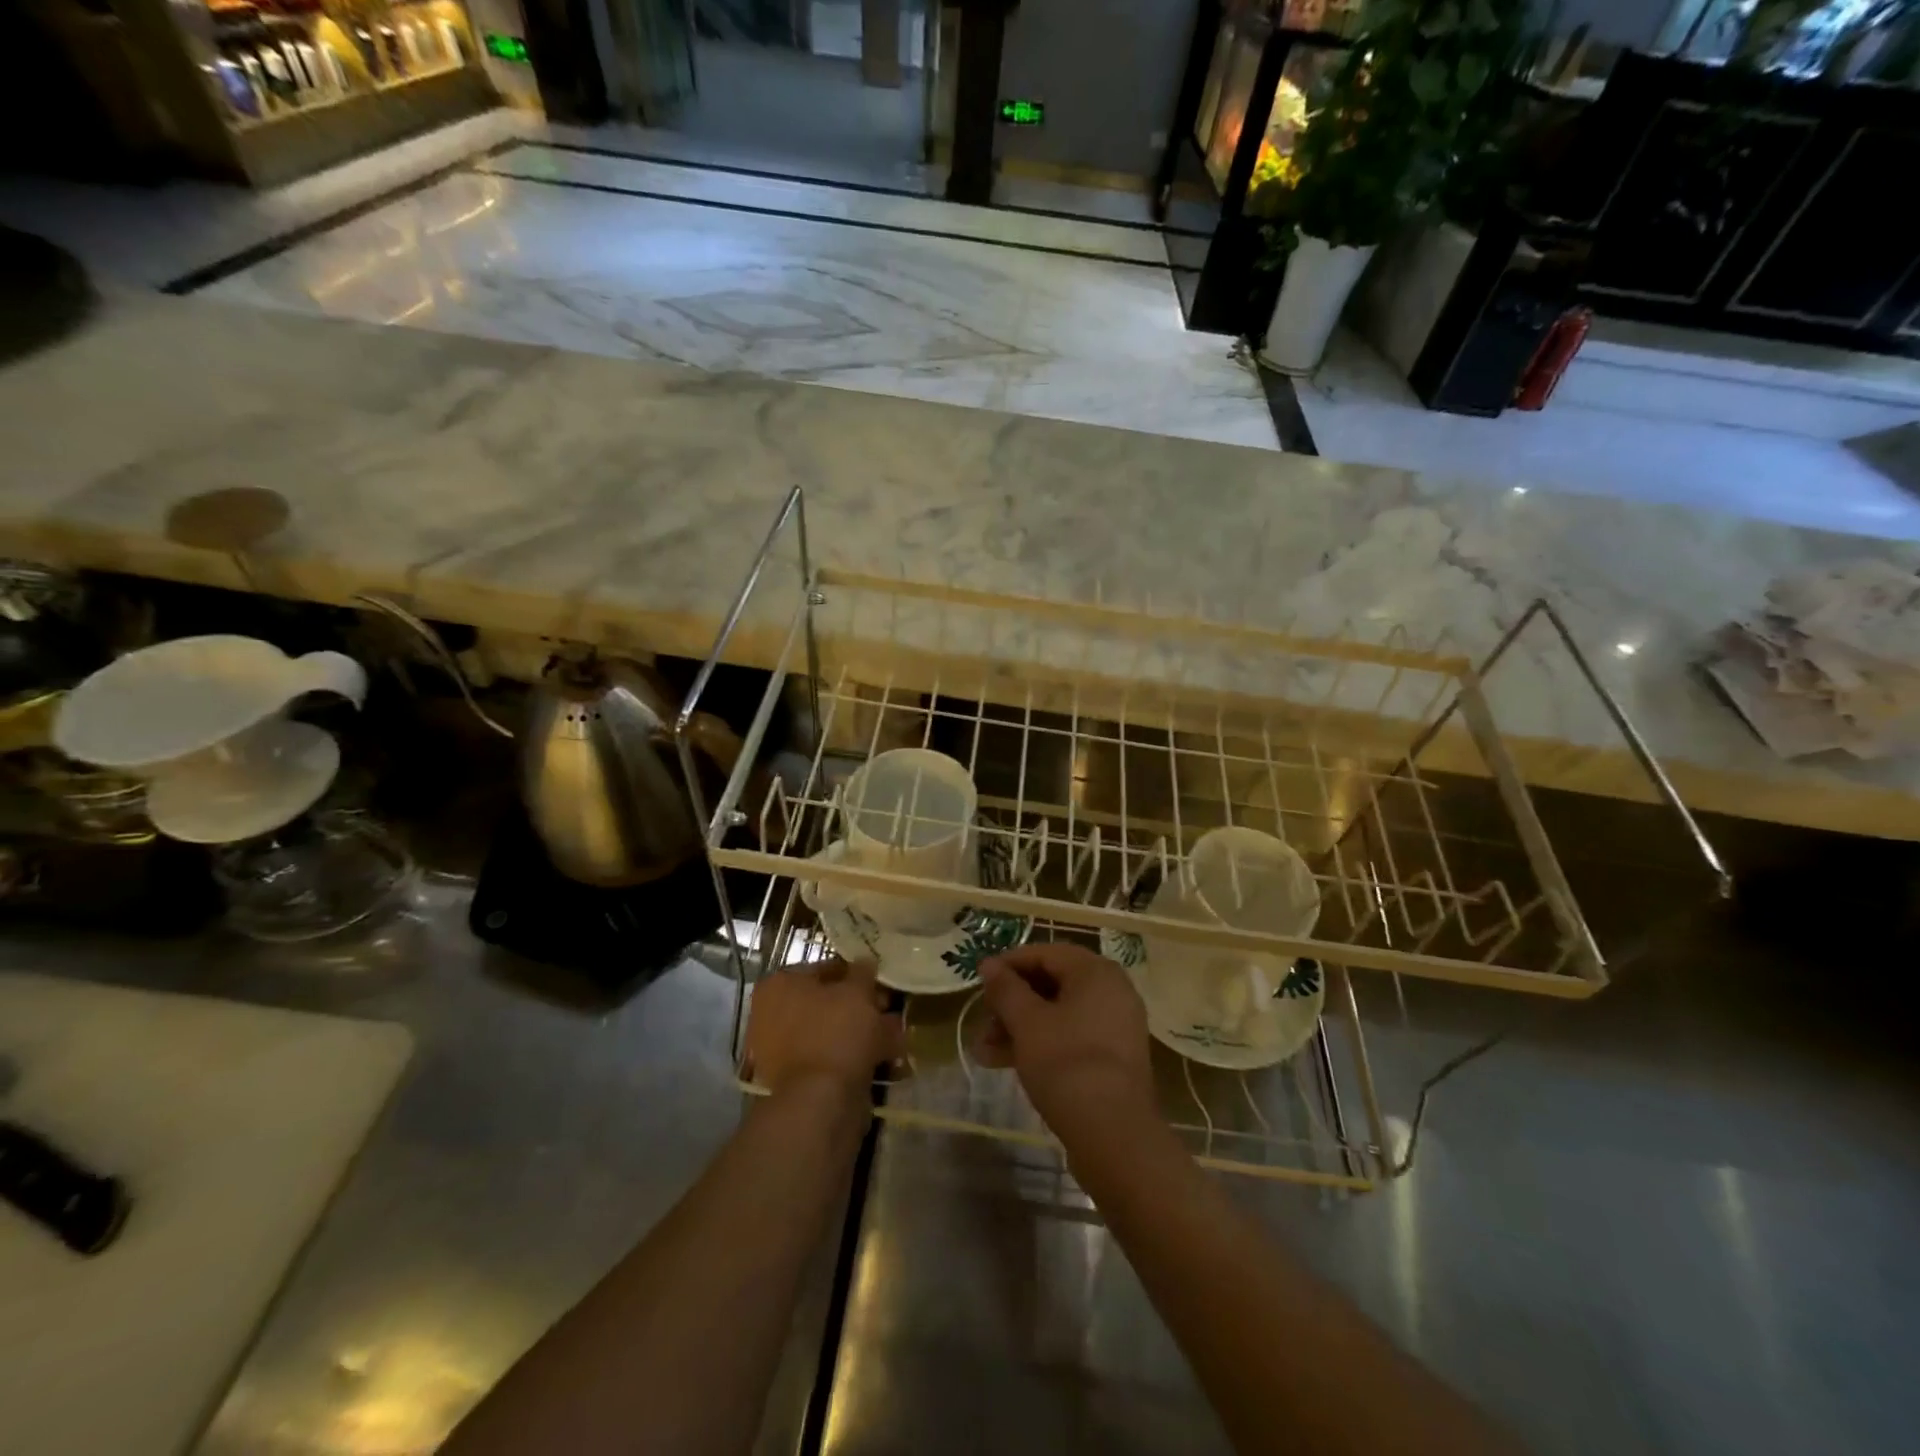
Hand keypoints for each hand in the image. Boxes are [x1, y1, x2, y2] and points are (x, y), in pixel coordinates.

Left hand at [743, 960, 902, 1099]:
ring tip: (894, 1036)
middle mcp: (771, 1015)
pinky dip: (854, 1057)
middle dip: (860, 1006)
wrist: (820, 1102)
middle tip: (888, 1010)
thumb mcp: (857, 992)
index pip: (822, 969)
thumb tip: (864, 962)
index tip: (879, 983)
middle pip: (825, 1003)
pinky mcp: (795, 1081)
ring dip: (861, 1032)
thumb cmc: (836, 1032)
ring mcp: (780, 1051)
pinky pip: (829, 1059)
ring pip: (830, 1032)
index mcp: (778, 985)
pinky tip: (884, 1059)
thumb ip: (862, 973)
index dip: (855, 974)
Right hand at [978, 942, 1155, 1137]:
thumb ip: (1005, 989)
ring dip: (1020, 1027)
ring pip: (1059, 1014)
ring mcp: (1116, 1025)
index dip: (1009, 964)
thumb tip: (988, 964)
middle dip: (1012, 1002)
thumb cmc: (1066, 1064)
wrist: (1115, 1135)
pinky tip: (1007, 1063)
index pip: (1045, 953)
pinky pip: (1072, 1036)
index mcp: (1096, 971)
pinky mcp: (1114, 1058)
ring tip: (985, 1051)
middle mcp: (1112, 990)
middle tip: (982, 1021)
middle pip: (1052, 983)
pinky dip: (1042, 1043)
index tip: (980, 981)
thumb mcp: (1027, 1023)